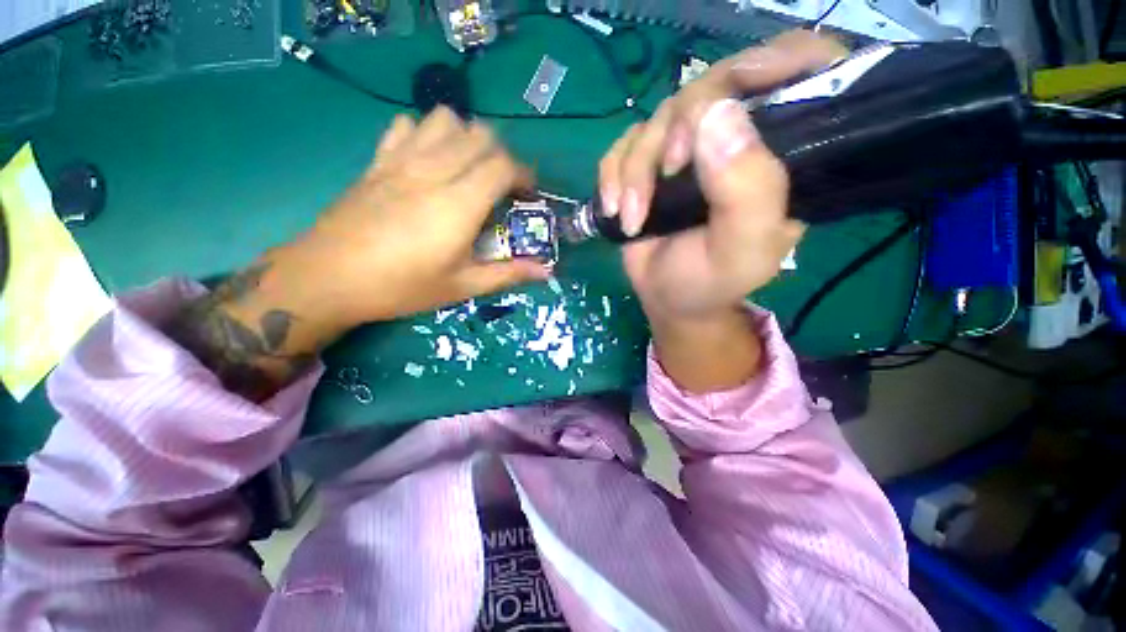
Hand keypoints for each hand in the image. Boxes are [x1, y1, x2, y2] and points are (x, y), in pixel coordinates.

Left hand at [170, 108, 547, 399]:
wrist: (328, 277)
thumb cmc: (401, 286)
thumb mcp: (462, 286)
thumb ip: (508, 274)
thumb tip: (546, 271)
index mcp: (459, 204)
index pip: (503, 165)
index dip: (524, 174)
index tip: (529, 193)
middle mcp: (434, 171)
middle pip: (480, 135)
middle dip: (502, 155)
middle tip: (503, 185)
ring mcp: (402, 160)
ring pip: (445, 120)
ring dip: (467, 138)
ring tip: (469, 168)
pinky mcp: (378, 161)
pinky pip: (407, 126)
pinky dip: (427, 134)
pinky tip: (428, 160)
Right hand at [599, 31, 847, 321]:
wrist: (665, 297)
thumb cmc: (710, 281)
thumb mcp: (741, 252)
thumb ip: (747, 192)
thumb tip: (718, 115)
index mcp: (784, 155)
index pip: (802, 71)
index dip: (772, 62)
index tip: (729, 97)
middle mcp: (739, 140)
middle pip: (712, 86)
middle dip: (677, 130)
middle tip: (666, 176)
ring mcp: (689, 149)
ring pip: (658, 117)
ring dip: (635, 169)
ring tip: (633, 218)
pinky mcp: (650, 162)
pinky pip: (624, 143)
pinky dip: (612, 175)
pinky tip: (615, 208)